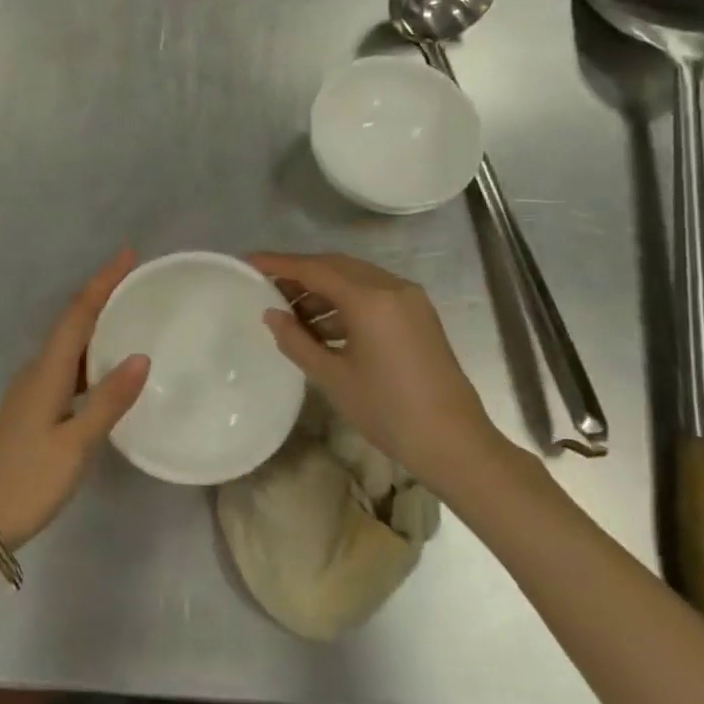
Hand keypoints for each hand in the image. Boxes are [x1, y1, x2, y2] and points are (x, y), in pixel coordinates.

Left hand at [0, 251, 150, 549]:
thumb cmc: (28, 481)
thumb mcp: (75, 445)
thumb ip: (109, 401)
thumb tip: (142, 356)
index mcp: (46, 372)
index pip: (78, 314)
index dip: (103, 282)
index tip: (128, 255)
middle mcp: (36, 371)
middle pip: (72, 322)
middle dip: (102, 295)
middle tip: (137, 280)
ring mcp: (31, 390)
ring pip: (69, 345)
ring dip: (96, 323)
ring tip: (129, 314)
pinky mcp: (32, 408)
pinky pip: (66, 367)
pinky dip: (90, 355)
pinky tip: (107, 368)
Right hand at [250, 252, 495, 477]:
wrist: (454, 442)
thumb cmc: (388, 410)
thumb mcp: (333, 377)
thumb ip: (296, 341)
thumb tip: (271, 314)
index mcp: (370, 298)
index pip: (314, 269)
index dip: (279, 264)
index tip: (249, 262)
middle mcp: (392, 287)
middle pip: (336, 267)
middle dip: (300, 274)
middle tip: (267, 287)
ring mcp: (409, 300)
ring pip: (356, 280)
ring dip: (323, 290)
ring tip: (292, 314)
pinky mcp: (418, 316)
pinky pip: (373, 295)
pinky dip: (345, 303)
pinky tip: (324, 328)